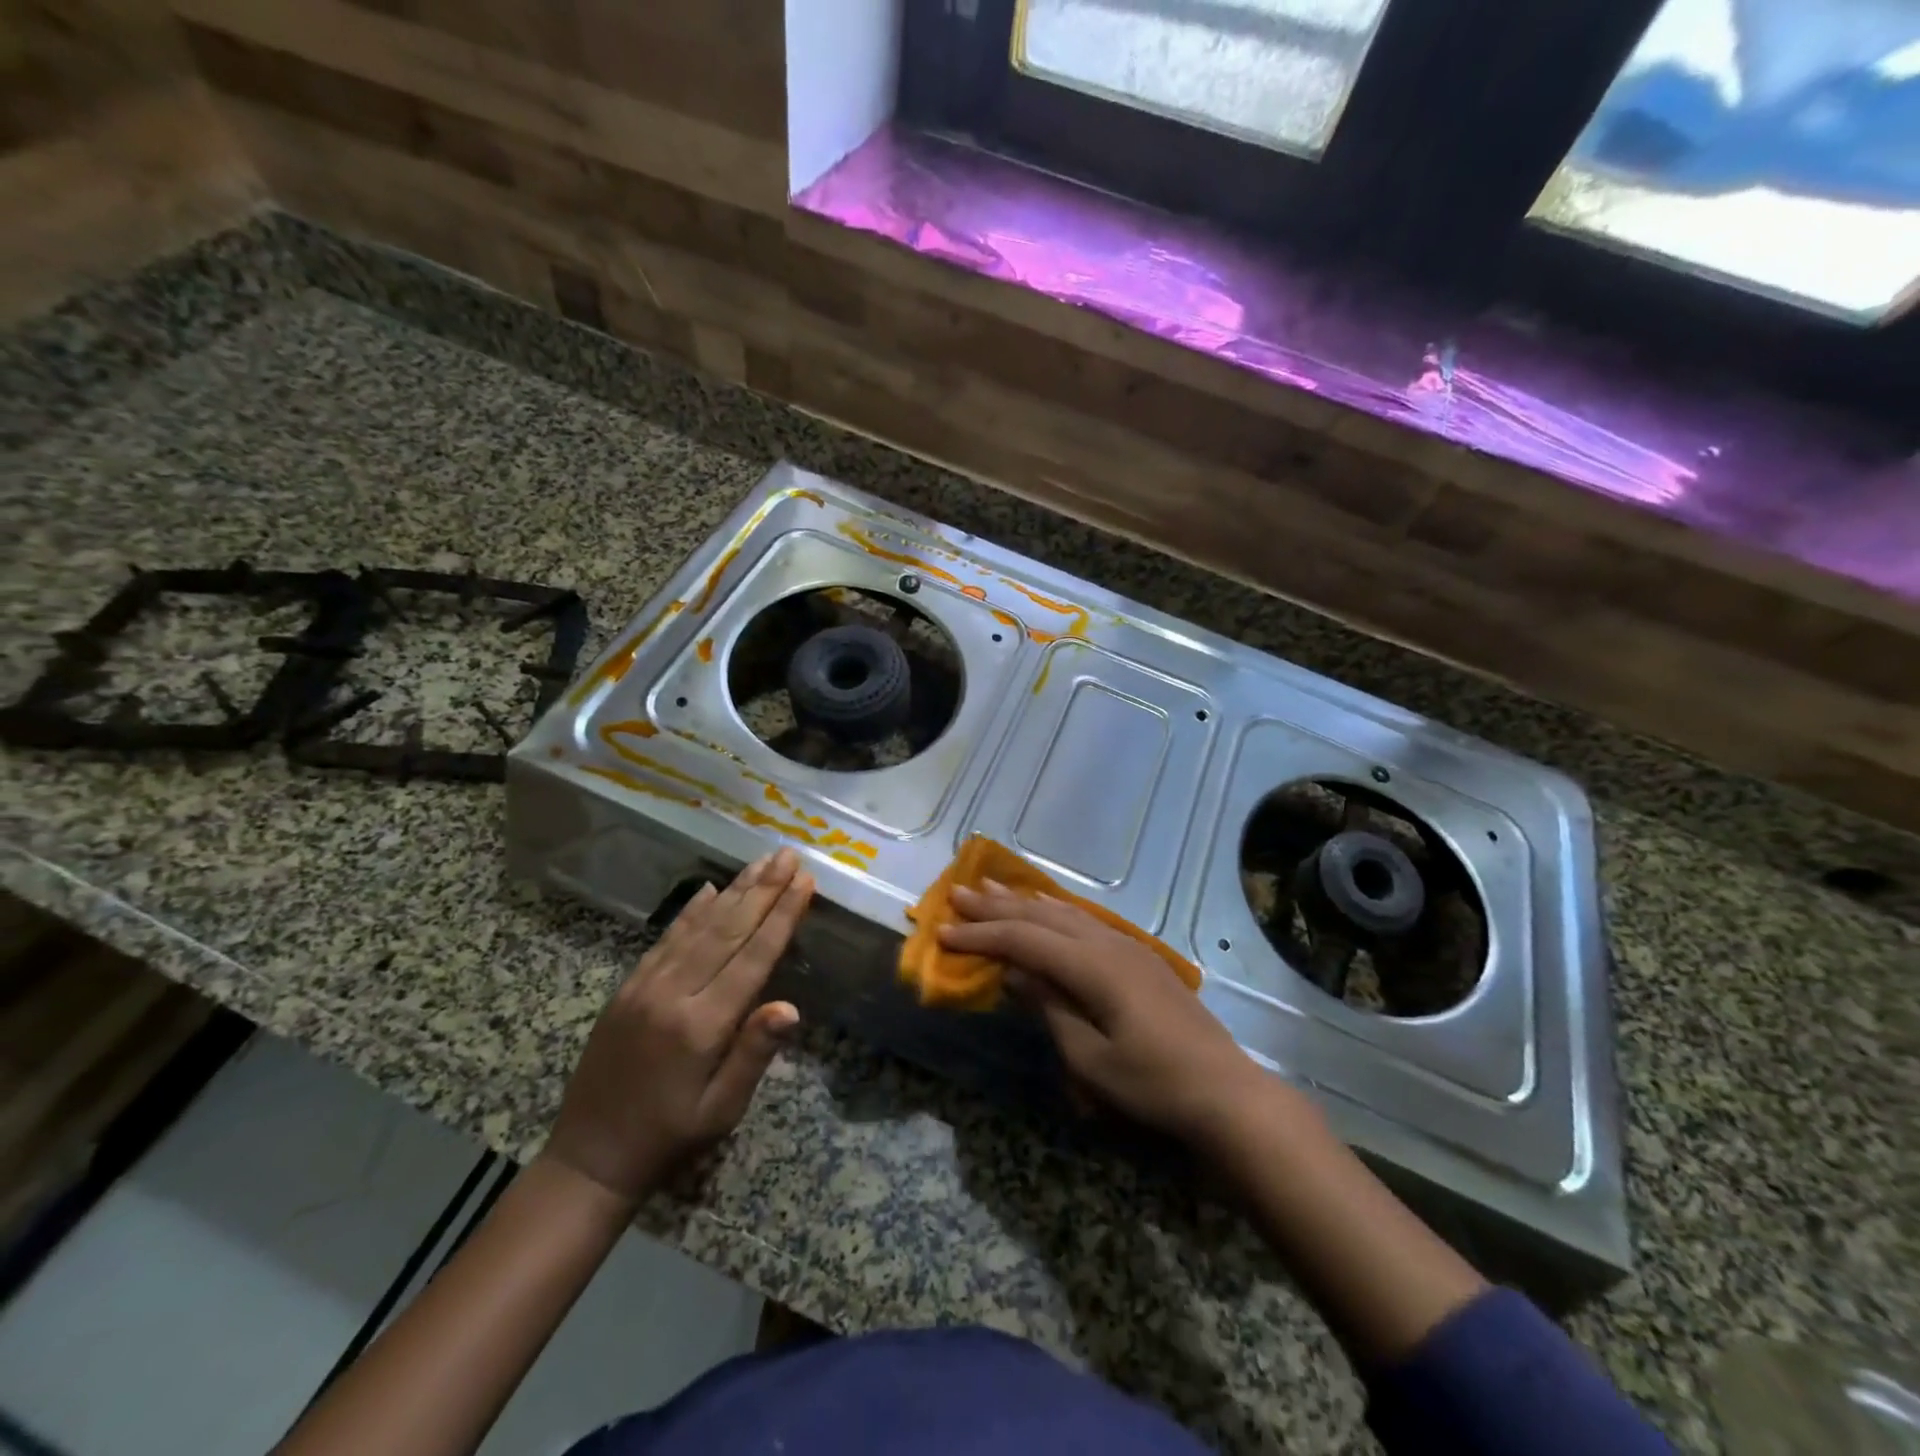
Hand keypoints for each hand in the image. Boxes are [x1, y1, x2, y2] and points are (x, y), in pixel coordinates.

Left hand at [545, 849, 813, 1204]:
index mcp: (703, 1025)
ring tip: (761, 861)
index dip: (782, 916)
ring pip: (698, 927)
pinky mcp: (628, 988)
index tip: (805, 881)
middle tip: (789, 855)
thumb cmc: (670, 1137)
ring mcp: (646, 987)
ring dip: (734, 890)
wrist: (590, 1158)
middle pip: (727, 931)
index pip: (753, 957)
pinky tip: (710, 889)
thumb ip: (754, 1054)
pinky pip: (665, 939)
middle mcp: (674, 994)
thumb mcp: (721, 1110)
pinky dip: (691, 911)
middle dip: (763, 889)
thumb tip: (791, 1006)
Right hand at [940, 883, 1273, 1145]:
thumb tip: (1016, 972)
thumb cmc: (1152, 1085)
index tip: (944, 933)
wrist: (1224, 1092)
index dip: (982, 935)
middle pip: (1042, 916)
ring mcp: (1127, 947)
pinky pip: (1086, 921)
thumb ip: (1050, 1008)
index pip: (1024, 940)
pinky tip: (1048, 905)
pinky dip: (1057, 910)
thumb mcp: (1089, 1059)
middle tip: (959, 893)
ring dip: (1025, 900)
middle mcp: (1107, 944)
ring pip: (1065, 912)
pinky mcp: (1139, 958)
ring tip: (992, 887)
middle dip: (997, 906)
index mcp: (1092, 967)